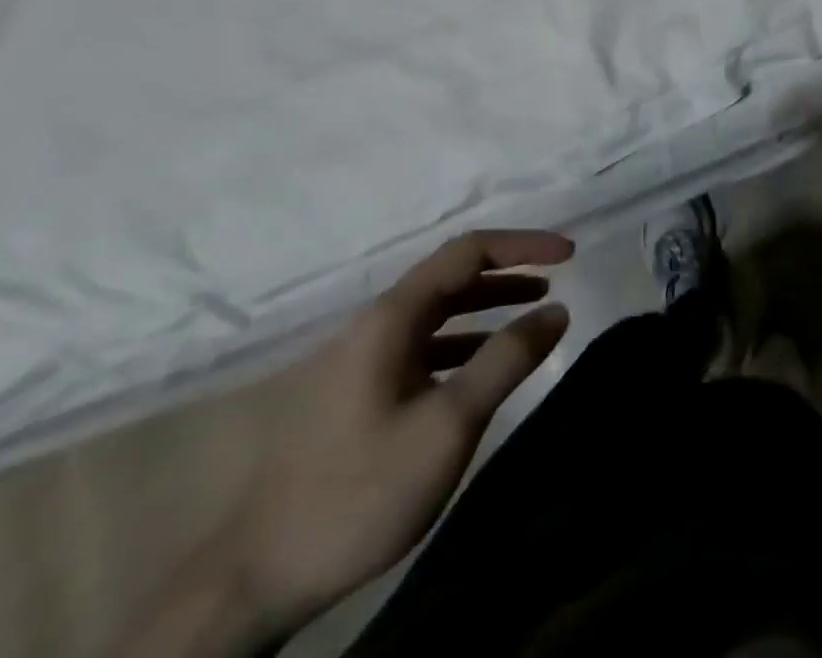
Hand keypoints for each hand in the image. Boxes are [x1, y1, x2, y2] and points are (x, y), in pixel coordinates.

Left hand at [219, 230, 573, 637]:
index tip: (568, 254)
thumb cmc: (358, 489)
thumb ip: (505, 360)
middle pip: (451, 276)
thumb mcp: (447, 424)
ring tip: (532, 311)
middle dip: (508, 271)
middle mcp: (377, 324)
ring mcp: (363, 359)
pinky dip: (463, 342)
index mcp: (393, 316)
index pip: (467, 251)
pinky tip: (482, 365)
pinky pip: (423, 346)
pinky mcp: (358, 393)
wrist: (253, 577)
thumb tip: (556, 309)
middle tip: (556, 279)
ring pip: (437, 312)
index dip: (521, 245)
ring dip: (487, 305)